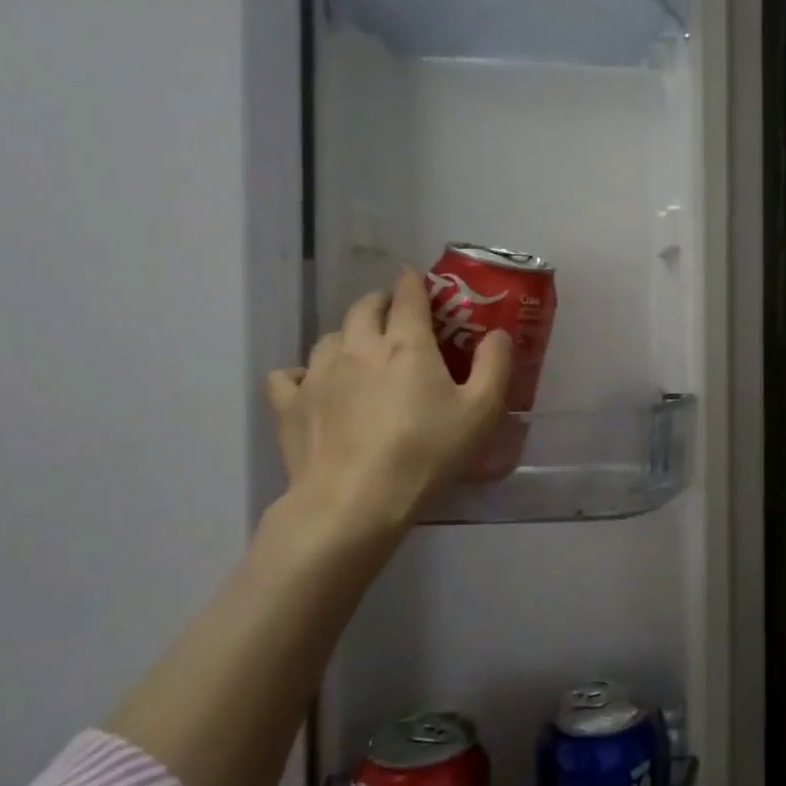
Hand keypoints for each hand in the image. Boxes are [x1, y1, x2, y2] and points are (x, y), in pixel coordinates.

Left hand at [265, 270, 510, 562]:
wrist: (354, 503)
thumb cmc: (426, 454)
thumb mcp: (481, 413)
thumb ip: (495, 366)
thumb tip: (497, 334)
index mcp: (406, 343)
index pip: (408, 295)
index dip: (414, 283)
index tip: (419, 282)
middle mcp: (358, 346)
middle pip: (363, 307)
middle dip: (381, 303)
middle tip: (394, 315)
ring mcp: (317, 374)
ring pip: (329, 337)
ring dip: (347, 336)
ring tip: (359, 352)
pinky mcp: (290, 405)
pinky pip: (288, 375)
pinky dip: (302, 373)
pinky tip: (313, 385)